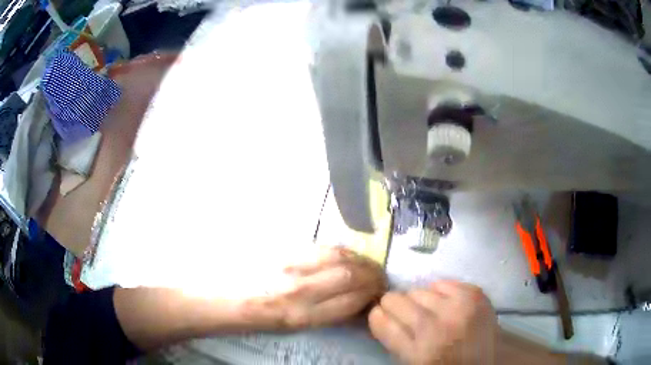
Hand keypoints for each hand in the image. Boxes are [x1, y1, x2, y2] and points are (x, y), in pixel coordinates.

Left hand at [241, 246, 385, 330]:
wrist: (242, 295)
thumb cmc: (274, 317)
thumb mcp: (303, 326)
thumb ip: (334, 315)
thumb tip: (363, 305)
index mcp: (303, 316)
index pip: (349, 302)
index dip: (370, 296)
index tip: (380, 294)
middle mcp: (299, 291)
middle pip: (348, 277)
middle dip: (372, 277)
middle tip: (380, 279)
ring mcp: (294, 268)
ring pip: (339, 258)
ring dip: (362, 262)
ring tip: (370, 267)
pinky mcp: (290, 253)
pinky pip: (326, 249)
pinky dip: (346, 253)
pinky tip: (353, 258)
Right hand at [368, 280, 497, 364]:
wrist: (488, 359)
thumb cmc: (445, 364)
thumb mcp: (413, 362)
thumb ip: (394, 339)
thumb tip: (378, 312)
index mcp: (418, 352)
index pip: (381, 320)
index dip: (378, 315)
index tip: (381, 315)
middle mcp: (437, 328)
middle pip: (396, 300)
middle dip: (394, 305)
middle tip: (406, 314)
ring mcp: (459, 308)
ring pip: (418, 289)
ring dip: (418, 300)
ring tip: (430, 311)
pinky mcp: (475, 294)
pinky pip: (443, 282)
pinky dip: (440, 291)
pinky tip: (446, 304)